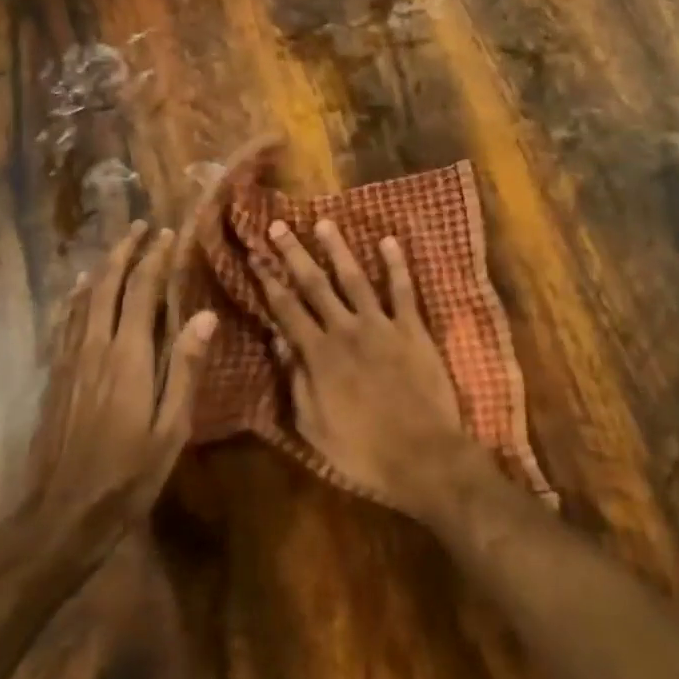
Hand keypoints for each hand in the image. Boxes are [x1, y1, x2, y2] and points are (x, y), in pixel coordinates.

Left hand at [13, 221, 216, 567]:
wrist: (63, 513)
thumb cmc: (128, 474)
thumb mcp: (171, 428)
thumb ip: (186, 368)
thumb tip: (204, 316)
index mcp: (128, 356)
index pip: (142, 291)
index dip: (155, 259)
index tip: (167, 234)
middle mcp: (95, 347)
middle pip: (108, 285)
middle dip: (125, 251)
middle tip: (140, 225)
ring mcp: (70, 361)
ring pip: (83, 300)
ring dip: (102, 268)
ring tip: (116, 248)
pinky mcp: (55, 377)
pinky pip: (65, 323)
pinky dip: (75, 298)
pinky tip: (78, 293)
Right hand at [258, 218, 478, 515]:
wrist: (423, 456)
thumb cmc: (363, 451)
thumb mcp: (313, 427)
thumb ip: (295, 382)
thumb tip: (278, 342)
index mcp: (319, 355)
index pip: (286, 309)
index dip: (267, 280)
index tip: (254, 255)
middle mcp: (346, 330)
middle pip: (315, 284)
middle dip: (294, 253)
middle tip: (278, 225)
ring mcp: (382, 326)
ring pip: (355, 278)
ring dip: (338, 249)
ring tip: (324, 223)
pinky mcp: (413, 329)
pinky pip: (403, 290)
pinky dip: (396, 264)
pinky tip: (388, 240)